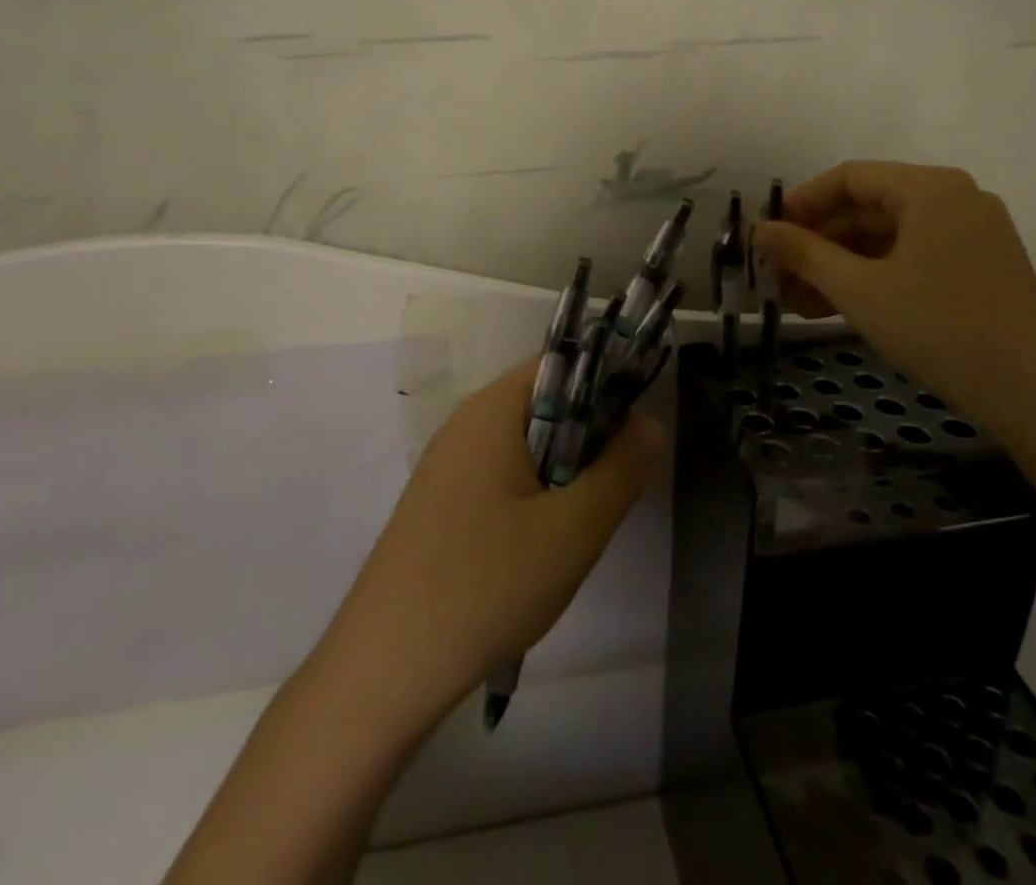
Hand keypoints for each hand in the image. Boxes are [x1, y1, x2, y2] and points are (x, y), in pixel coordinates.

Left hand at [322, 357, 664, 734]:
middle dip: (585, 441)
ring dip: (560, 475)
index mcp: (491, 411)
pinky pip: (500, 478)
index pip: (560, 366)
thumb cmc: (486, 585)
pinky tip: (537, 551)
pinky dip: (531, 498)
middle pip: (542, 406)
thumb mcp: (572, 530)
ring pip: (524, 447)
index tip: (632, 438)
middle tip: (608, 494)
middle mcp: (464, 425)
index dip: (604, 389)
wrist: (384, 668)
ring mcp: (447, 466)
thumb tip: (650, 424)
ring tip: (576, 529)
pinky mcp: (440, 505)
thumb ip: (619, 471)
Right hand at [753, 161, 1035, 421]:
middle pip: (866, 208)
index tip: (769, 239)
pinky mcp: (977, 267)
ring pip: (885, 238)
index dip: (801, 205)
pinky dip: (872, 278)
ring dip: (838, 266)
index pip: (848, 177)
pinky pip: (910, 258)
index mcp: (929, 189)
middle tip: (777, 278)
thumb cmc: (942, 330)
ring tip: (796, 302)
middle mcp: (953, 199)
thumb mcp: (860, 290)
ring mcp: (970, 234)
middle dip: (817, 244)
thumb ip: (804, 254)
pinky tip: (836, 308)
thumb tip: (759, 230)